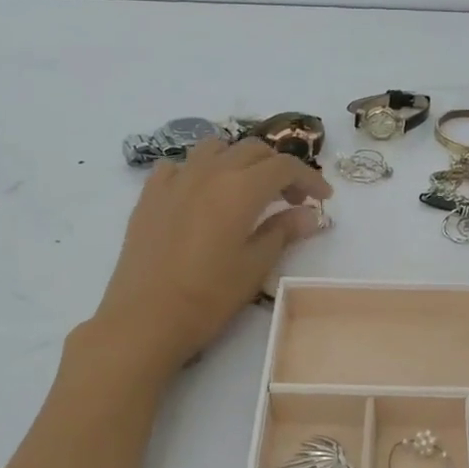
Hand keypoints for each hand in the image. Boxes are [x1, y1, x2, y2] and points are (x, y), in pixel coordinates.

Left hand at [87, 139, 331, 376]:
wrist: (144, 318)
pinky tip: (202, 195)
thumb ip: (283, 232)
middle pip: (253, 150)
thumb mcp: (255, 266)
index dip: (310, 178)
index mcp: (241, 188)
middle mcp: (209, 172)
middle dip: (278, 168)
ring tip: (247, 189)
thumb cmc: (208, 296)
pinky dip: (199, 171)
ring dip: (239, 160)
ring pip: (215, 148)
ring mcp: (175, 180)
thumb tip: (309, 214)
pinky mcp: (150, 195)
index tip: (323, 199)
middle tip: (291, 199)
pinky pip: (179, 166)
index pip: (285, 166)